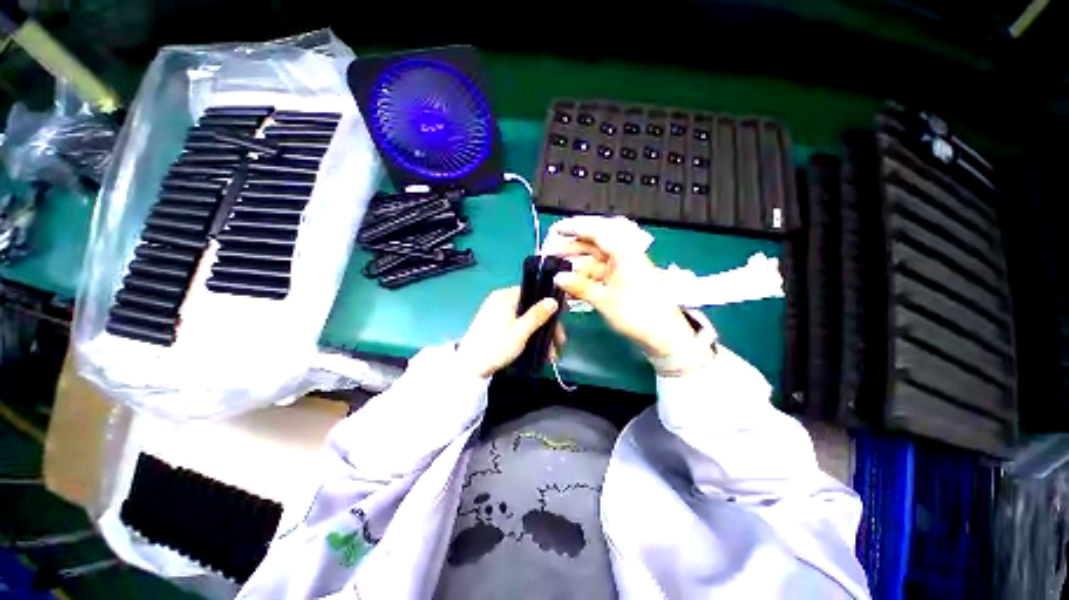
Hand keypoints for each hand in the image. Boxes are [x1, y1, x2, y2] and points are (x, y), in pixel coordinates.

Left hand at [457, 287, 561, 377]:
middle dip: (547, 326)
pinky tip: (539, 350)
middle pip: (531, 308)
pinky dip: (529, 335)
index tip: (562, 318)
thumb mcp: (520, 331)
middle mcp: (501, 300)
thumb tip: (554, 300)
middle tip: (559, 343)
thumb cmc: (496, 346)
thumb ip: (537, 315)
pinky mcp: (496, 325)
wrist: (470, 367)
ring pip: (526, 319)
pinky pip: (517, 325)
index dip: (549, 304)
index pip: (533, 292)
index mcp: (505, 296)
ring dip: (540, 334)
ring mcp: (497, 313)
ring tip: (551, 353)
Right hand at [551, 220, 712, 372]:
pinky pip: (600, 277)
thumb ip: (580, 286)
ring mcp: (623, 271)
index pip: (596, 232)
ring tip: (556, 273)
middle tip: (550, 254)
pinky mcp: (623, 284)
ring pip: (595, 264)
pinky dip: (586, 281)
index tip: (556, 230)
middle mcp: (624, 257)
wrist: (665, 337)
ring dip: (576, 268)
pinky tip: (570, 288)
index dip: (575, 229)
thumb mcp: (605, 300)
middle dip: (572, 250)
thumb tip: (557, 277)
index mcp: (624, 253)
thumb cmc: (637, 314)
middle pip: (594, 247)